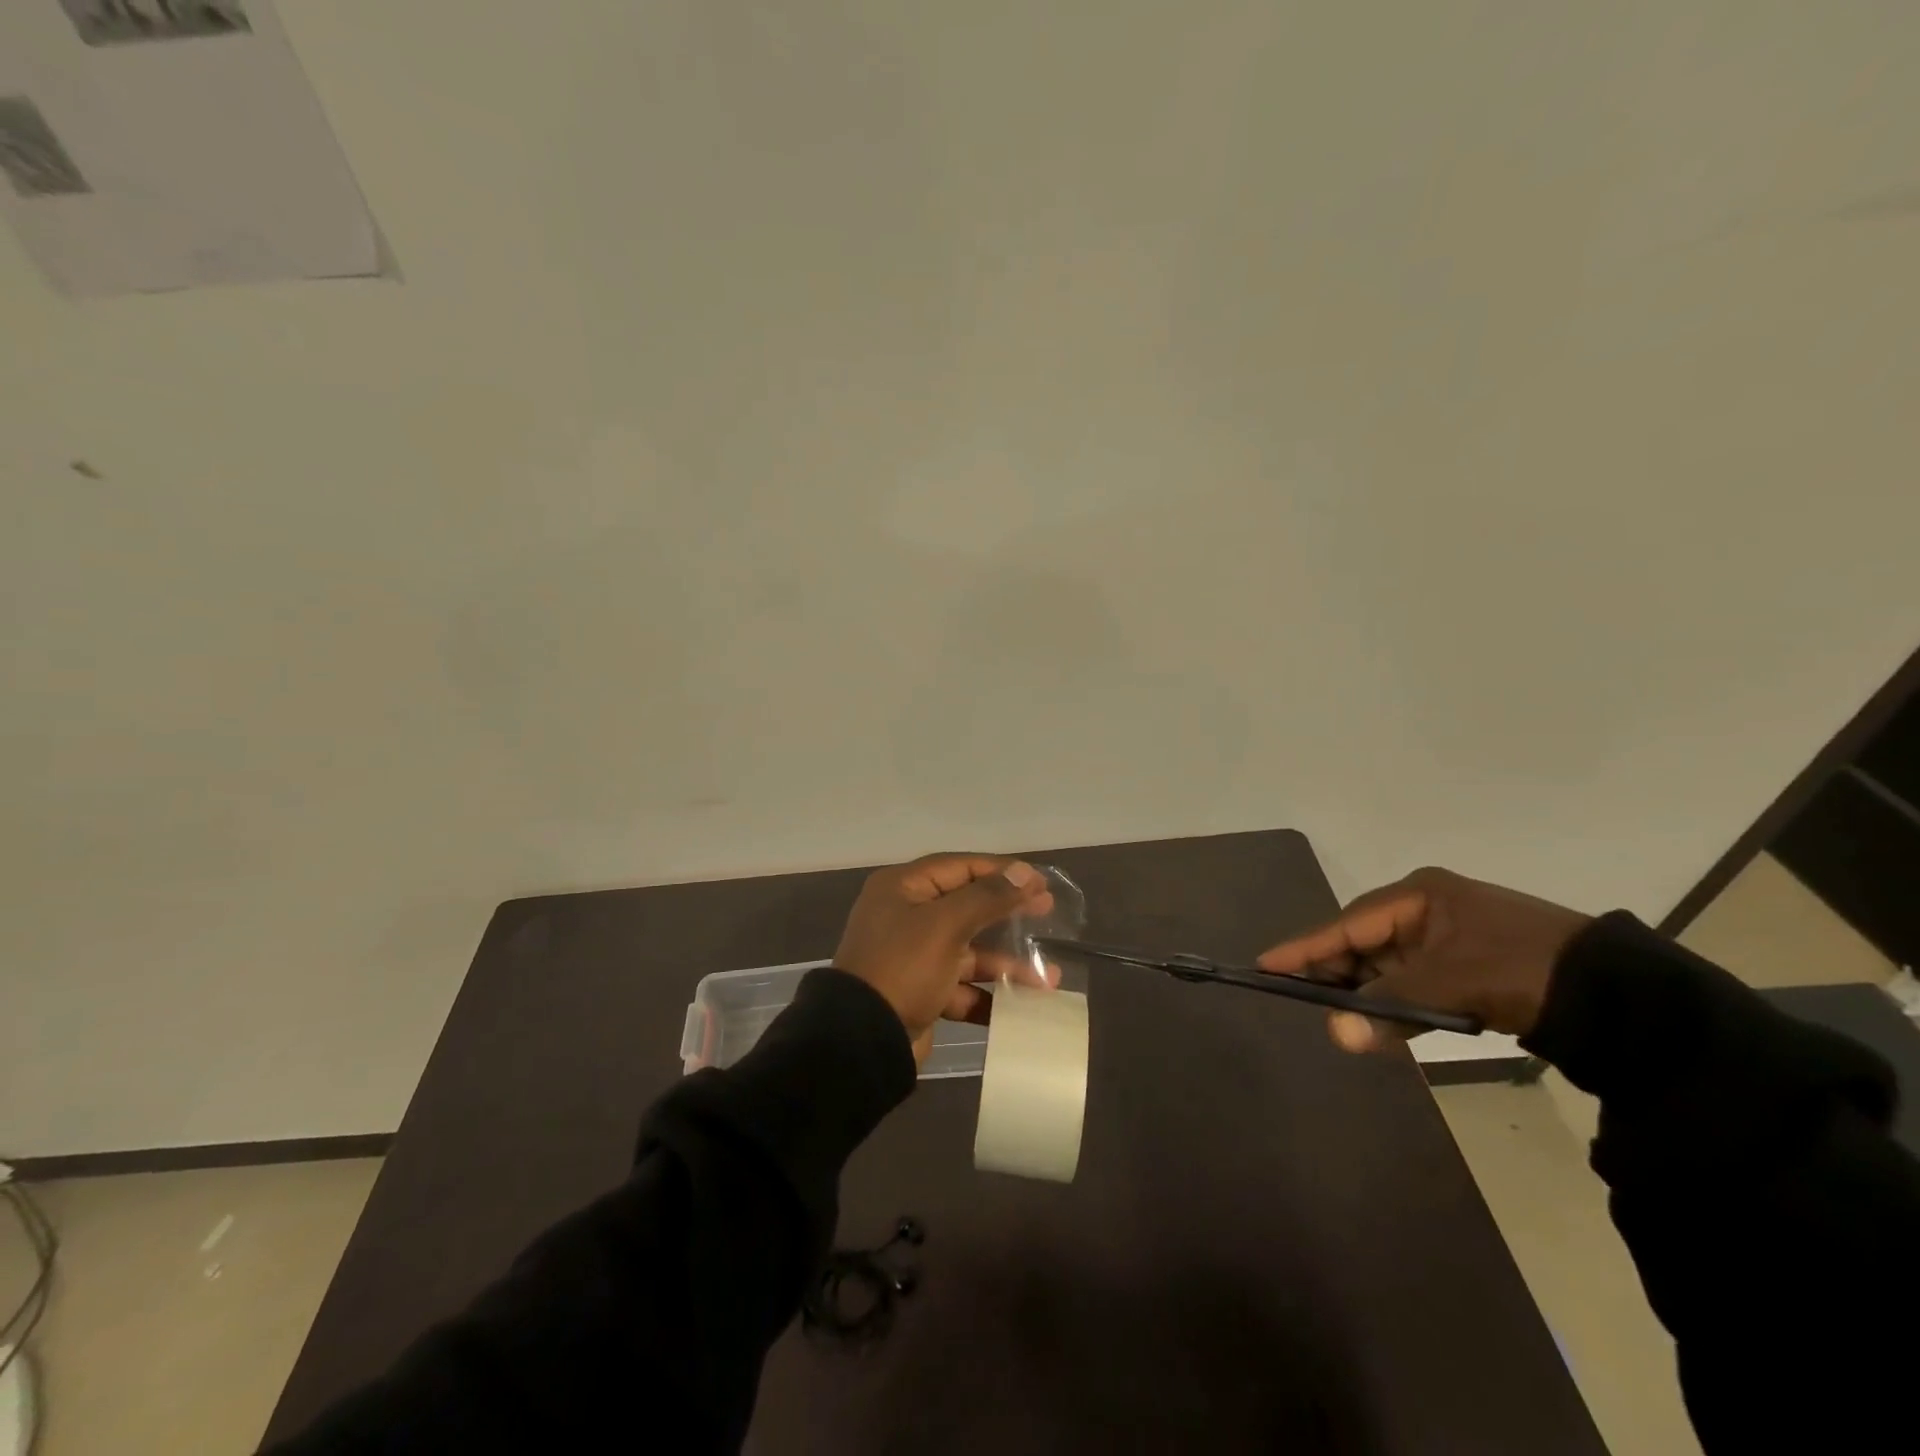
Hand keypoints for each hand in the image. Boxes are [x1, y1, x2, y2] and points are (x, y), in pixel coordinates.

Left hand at [834, 854, 1053, 1063]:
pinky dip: (989, 994)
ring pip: (968, 951)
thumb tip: (1024, 872)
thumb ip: (987, 897)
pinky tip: (1022, 1006)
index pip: (960, 867)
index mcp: (903, 888)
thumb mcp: (946, 925)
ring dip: (1006, 963)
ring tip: (1047, 978)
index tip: (1039, 881)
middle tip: (1047, 912)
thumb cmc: (903, 968)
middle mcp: (906, 916)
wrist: (861, 1041)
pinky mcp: (920, 992)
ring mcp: (913, 956)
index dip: (1001, 871)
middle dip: (1008, 913)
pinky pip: (961, 986)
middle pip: (967, 907)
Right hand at [1256, 867, 1590, 1052]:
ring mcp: (1447, 941)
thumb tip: (1336, 1033)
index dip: (1305, 947)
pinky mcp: (1466, 970)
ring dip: (1366, 996)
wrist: (1623, 997)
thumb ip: (1391, 1005)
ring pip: (1387, 968)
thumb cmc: (1524, 968)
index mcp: (1419, 896)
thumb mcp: (1453, 981)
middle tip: (1299, 999)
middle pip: (1362, 943)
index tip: (1265, 964)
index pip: (1347, 923)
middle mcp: (1426, 911)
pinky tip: (1379, 1026)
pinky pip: (1413, 986)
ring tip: (1336, 1018)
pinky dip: (1397, 1006)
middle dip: (1335, 975)